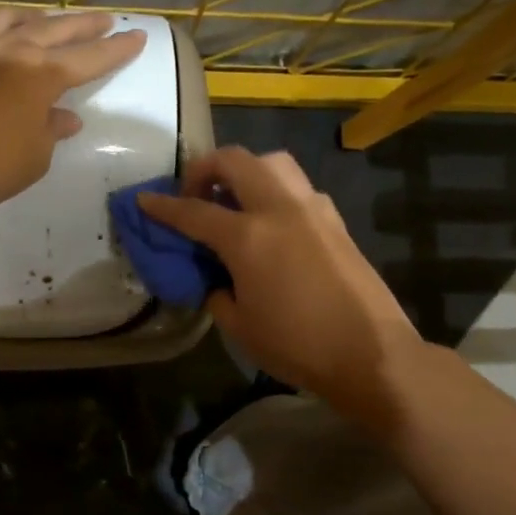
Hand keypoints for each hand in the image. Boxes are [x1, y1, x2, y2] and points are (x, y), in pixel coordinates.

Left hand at [0, 7, 144, 212]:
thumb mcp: (33, 158)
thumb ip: (51, 132)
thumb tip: (64, 117)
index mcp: (41, 75)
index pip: (90, 59)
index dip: (116, 50)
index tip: (137, 37)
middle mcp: (10, 50)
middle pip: (55, 30)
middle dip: (84, 25)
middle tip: (105, 19)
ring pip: (8, 19)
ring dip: (33, 18)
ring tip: (44, 19)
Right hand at [140, 148, 420, 429]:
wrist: (371, 353)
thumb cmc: (297, 345)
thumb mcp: (240, 327)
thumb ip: (218, 294)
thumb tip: (218, 281)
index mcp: (248, 237)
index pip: (194, 211)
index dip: (163, 206)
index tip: (144, 200)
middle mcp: (279, 209)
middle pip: (235, 161)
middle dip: (205, 168)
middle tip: (195, 194)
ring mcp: (313, 210)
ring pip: (273, 163)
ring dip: (246, 171)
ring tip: (235, 200)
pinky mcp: (336, 221)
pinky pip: (298, 189)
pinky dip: (276, 193)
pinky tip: (274, 225)